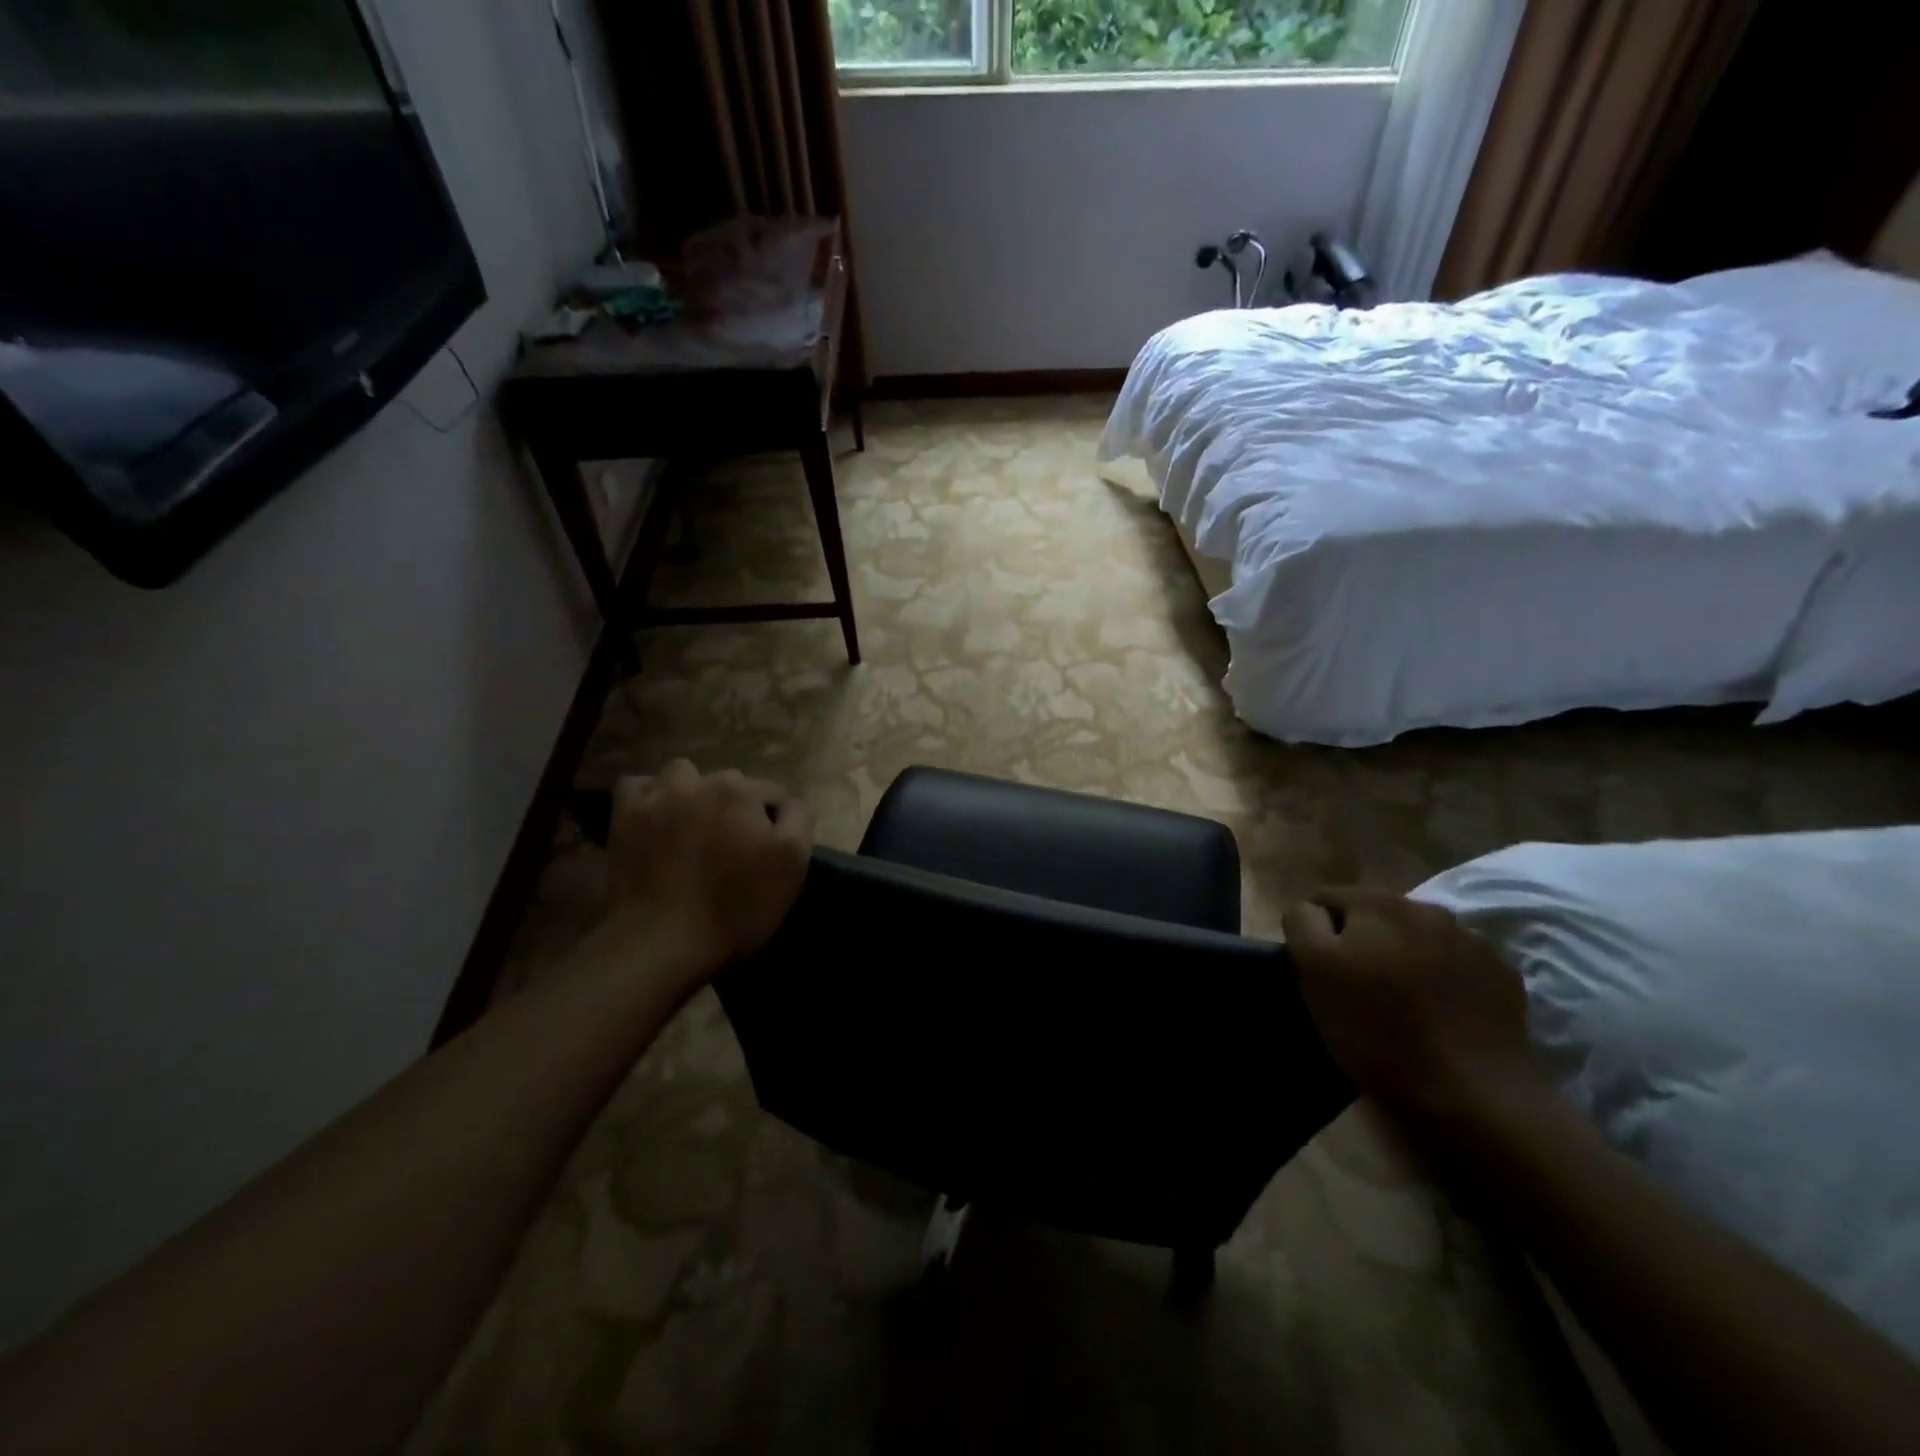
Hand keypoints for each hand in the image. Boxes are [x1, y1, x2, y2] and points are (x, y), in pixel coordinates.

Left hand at [600, 760, 813, 981]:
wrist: (664, 942)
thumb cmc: (738, 906)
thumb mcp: (793, 863)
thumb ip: (799, 818)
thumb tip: (788, 802)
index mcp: (742, 790)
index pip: (773, 793)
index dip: (776, 822)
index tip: (770, 852)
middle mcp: (700, 781)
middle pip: (730, 783)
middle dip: (736, 806)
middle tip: (734, 846)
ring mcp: (657, 796)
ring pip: (683, 775)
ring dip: (692, 792)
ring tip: (693, 825)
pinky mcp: (625, 816)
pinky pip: (637, 787)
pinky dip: (649, 796)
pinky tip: (656, 817)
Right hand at [1281, 888, 1540, 1124]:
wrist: (1472, 1091)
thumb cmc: (1376, 1027)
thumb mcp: (1313, 970)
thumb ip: (1303, 922)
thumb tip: (1311, 909)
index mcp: (1377, 902)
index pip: (1326, 899)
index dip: (1315, 932)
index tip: (1318, 971)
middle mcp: (1427, 908)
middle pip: (1375, 915)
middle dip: (1362, 941)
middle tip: (1357, 987)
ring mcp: (1472, 941)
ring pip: (1417, 938)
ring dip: (1403, 957)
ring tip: (1400, 1001)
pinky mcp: (1502, 976)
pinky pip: (1456, 965)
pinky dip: (1442, 978)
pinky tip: (1438, 1012)